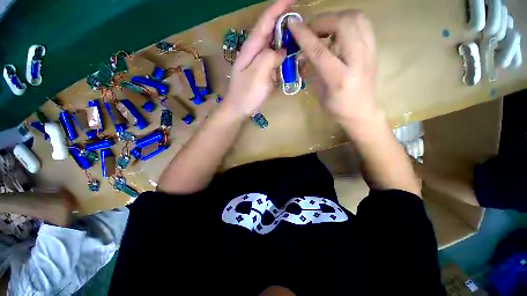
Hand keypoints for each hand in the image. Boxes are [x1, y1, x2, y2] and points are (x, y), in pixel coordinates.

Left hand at [222, 0, 292, 116]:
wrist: (239, 109)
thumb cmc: (246, 93)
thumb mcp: (258, 74)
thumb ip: (270, 57)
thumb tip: (282, 51)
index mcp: (251, 48)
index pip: (265, 22)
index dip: (277, 8)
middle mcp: (255, 52)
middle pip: (270, 32)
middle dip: (284, 23)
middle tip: (300, 22)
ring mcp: (259, 63)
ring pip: (274, 47)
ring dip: (286, 41)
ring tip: (299, 39)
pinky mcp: (263, 73)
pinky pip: (275, 61)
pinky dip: (284, 58)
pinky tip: (292, 59)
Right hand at [288, 10, 377, 122]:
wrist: (360, 111)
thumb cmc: (335, 107)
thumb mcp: (318, 92)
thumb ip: (311, 70)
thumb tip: (301, 52)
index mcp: (339, 79)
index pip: (320, 51)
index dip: (304, 35)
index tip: (292, 24)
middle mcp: (358, 62)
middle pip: (344, 24)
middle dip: (323, 20)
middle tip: (311, 30)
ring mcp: (370, 53)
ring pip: (357, 18)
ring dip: (336, 17)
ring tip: (324, 29)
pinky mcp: (374, 48)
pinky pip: (363, 23)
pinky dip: (347, 21)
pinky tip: (338, 32)